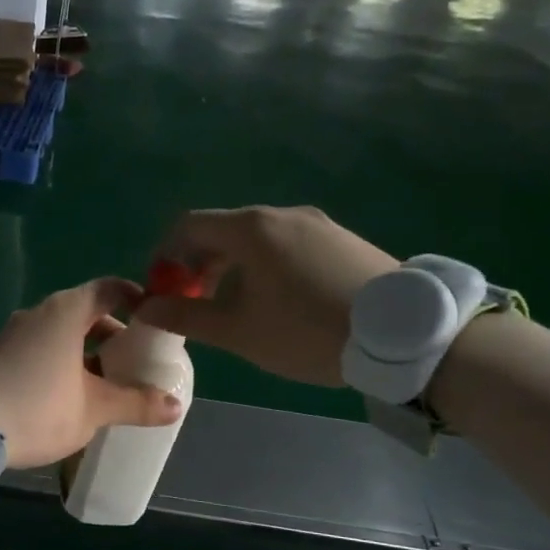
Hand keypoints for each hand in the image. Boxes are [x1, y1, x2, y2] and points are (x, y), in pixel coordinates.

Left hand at [0, 279, 185, 468]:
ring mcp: (13, 333)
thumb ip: (135, 403)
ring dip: (85, 353)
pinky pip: (38, 349)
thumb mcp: (94, 409)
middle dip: (112, 335)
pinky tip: (66, 396)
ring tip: (105, 385)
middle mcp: (38, 313)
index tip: (154, 320)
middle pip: (85, 312)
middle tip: (133, 362)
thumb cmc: (39, 407)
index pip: (109, 289)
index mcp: (66, 312)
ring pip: (59, 334)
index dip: (136, 299)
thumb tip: (175, 406)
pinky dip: (59, 363)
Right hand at [133, 207, 398, 386]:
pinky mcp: (344, 239)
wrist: (403, 335)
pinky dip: (267, 264)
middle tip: (196, 302)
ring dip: (233, 266)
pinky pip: (289, 244)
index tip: (164, 289)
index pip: (188, 226)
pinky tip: (281, 301)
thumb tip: (146, 308)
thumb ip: (186, 316)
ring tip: (237, 306)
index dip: (166, 255)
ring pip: (258, 238)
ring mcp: (318, 224)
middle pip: (223, 230)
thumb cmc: (307, 331)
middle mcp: (282, 214)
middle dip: (199, 264)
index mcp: (251, 229)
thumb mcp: (238, 331)